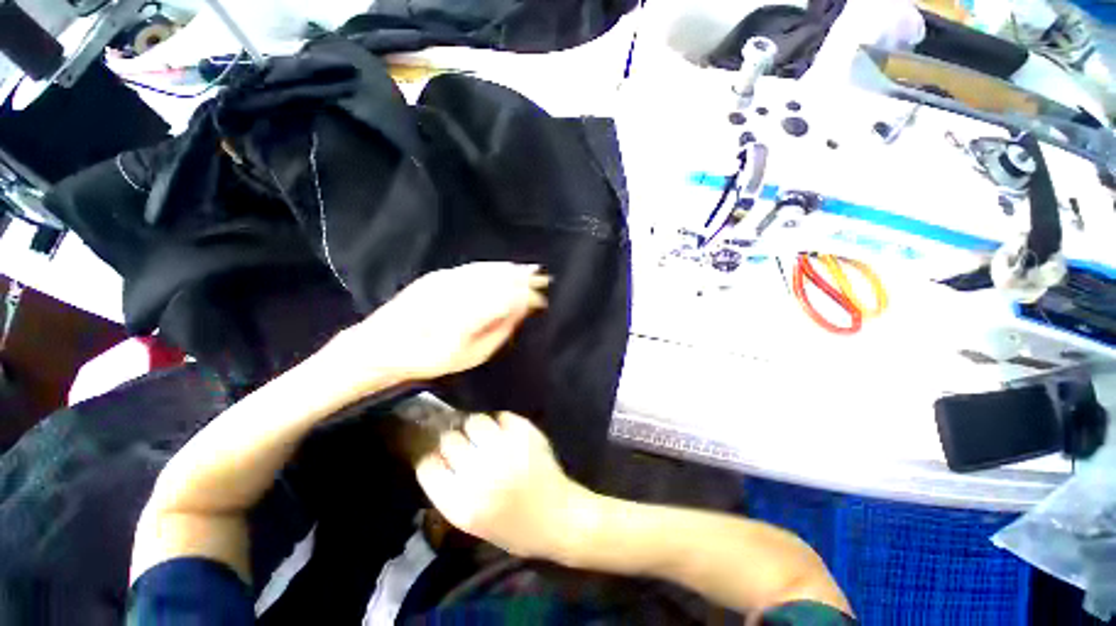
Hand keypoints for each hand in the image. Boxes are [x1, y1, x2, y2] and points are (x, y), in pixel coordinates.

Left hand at [323, 262, 547, 389]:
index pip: (510, 297)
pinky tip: (502, 266)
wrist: (381, 346)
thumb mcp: (471, 355)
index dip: (529, 295)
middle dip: (525, 278)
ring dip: (511, 269)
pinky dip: (491, 266)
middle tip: (544, 278)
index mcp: (473, 314)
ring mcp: (449, 280)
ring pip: (488, 270)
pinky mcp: (439, 275)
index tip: (544, 297)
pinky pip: (472, 267)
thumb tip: (522, 311)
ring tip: (530, 269)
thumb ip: (499, 330)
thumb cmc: (430, 359)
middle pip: (501, 279)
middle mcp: (462, 291)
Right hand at [415, 413, 597, 562]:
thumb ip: (450, 492)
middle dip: (453, 441)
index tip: (439, 458)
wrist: (558, 516)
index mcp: (461, 503)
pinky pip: (502, 416)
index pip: (428, 466)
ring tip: (485, 436)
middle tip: (465, 445)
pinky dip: (501, 422)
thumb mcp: (472, 524)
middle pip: (449, 439)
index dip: (432, 460)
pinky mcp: (524, 433)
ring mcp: (504, 448)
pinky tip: (505, 433)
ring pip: (475, 421)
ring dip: (476, 427)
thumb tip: (438, 459)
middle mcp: (479, 472)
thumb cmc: (514, 528)